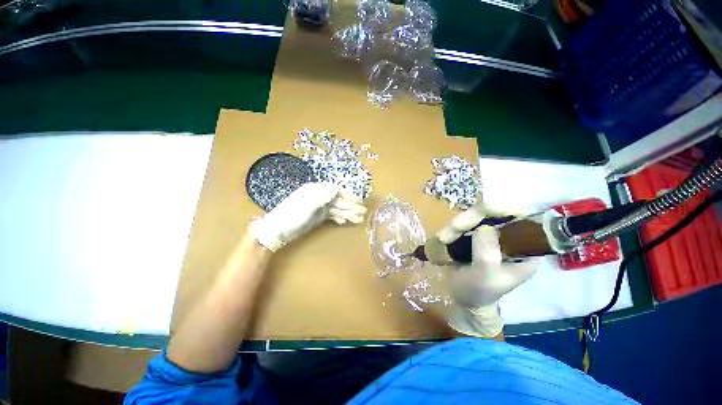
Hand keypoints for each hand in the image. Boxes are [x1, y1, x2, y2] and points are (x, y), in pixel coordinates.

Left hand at [251, 182, 366, 251]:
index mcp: (315, 191)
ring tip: (359, 219)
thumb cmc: (290, 217)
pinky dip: (339, 218)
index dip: (348, 196)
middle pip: (338, 200)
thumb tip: (336, 189)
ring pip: (336, 208)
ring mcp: (318, 207)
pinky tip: (344, 222)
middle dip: (351, 206)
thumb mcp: (306, 207)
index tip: (359, 201)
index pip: (335, 191)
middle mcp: (318, 197)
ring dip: (348, 213)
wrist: (277, 231)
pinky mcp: (317, 216)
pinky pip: (331, 215)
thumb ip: (321, 198)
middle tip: (363, 212)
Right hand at [438, 205, 537, 337]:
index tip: (484, 211)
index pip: (521, 219)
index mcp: (524, 248)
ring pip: (475, 216)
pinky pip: (463, 223)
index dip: (505, 209)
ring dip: (456, 225)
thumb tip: (484, 227)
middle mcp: (509, 236)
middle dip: (470, 220)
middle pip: (493, 213)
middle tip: (452, 230)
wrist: (464, 298)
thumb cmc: (480, 291)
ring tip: (443, 239)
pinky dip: (451, 229)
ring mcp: (491, 234)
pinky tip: (443, 238)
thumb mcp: (486, 277)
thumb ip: (487, 254)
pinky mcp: (474, 234)